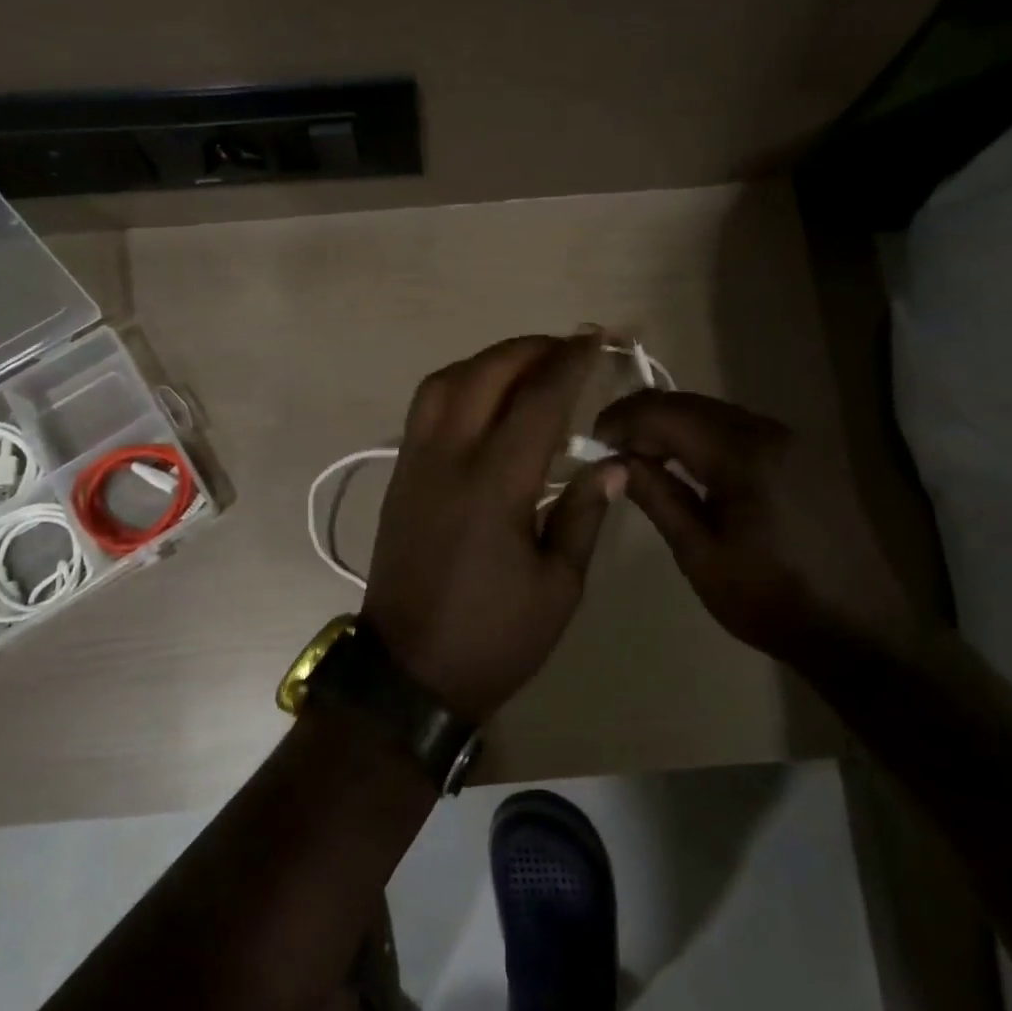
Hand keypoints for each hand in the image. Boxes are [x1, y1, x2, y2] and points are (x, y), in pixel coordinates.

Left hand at [363, 332, 625, 721]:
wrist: (408, 673)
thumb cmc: (492, 638)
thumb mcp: (558, 587)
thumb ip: (583, 514)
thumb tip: (612, 463)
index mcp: (494, 485)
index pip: (537, 401)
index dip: (569, 363)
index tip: (595, 338)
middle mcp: (447, 459)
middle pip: (484, 375)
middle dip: (529, 349)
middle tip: (566, 348)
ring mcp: (414, 464)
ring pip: (443, 383)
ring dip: (487, 361)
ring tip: (525, 367)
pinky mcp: (399, 477)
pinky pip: (424, 408)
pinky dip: (458, 385)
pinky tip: (484, 401)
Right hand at [594, 391, 911, 660]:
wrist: (862, 631)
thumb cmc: (771, 600)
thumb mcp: (700, 555)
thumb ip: (657, 497)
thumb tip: (615, 461)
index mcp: (743, 454)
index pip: (666, 412)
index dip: (623, 419)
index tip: (594, 443)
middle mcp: (770, 431)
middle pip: (691, 404)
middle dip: (645, 420)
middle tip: (613, 452)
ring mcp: (794, 441)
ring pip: (716, 414)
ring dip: (675, 428)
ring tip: (644, 460)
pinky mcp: (806, 457)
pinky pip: (741, 431)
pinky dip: (705, 439)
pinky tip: (690, 468)